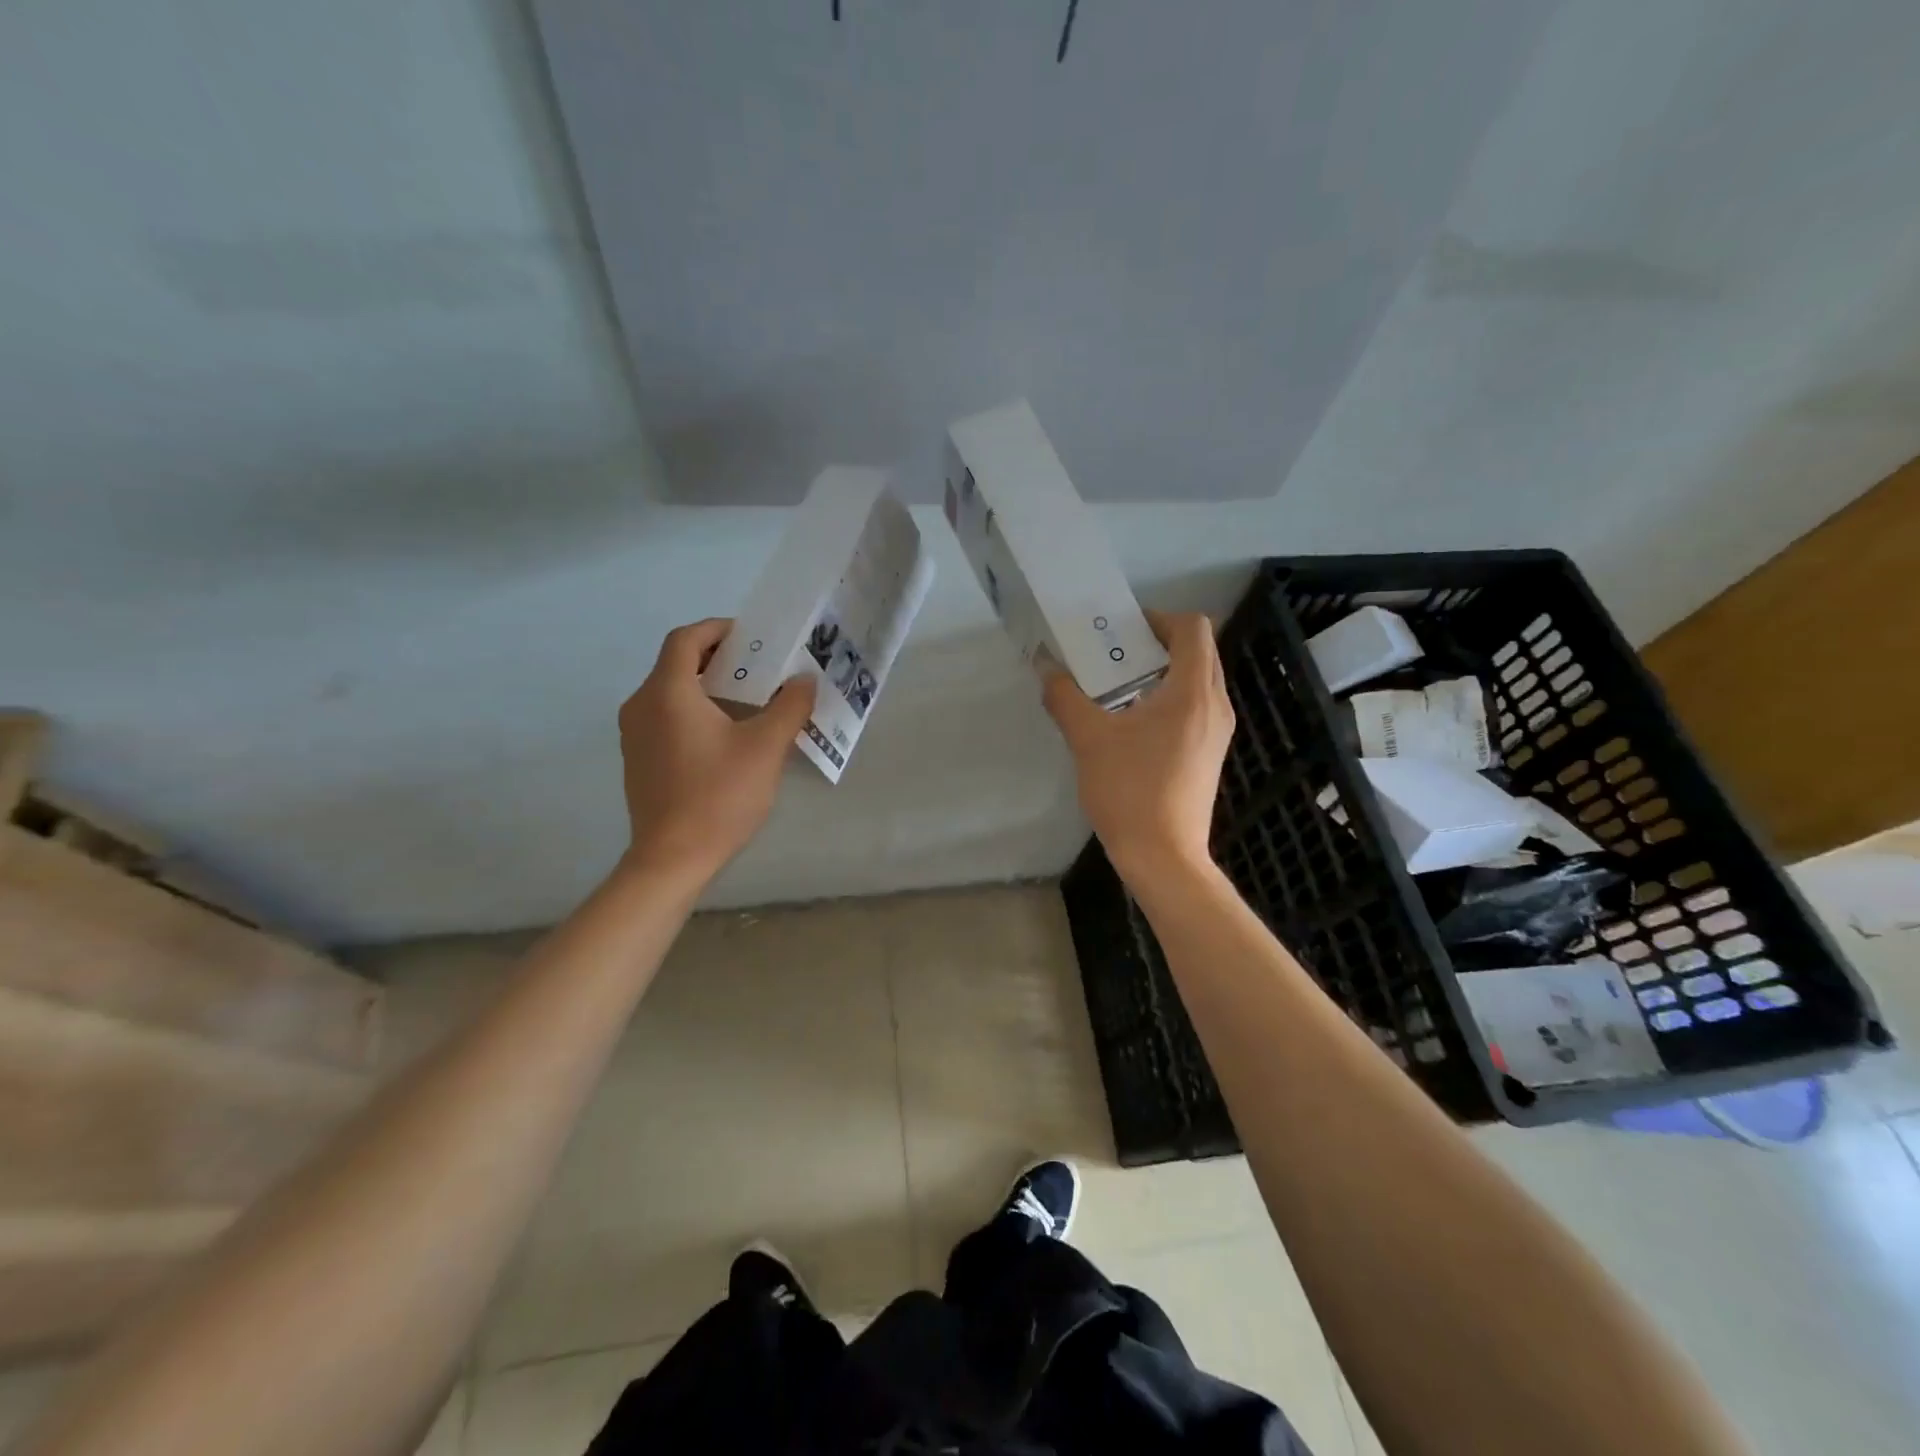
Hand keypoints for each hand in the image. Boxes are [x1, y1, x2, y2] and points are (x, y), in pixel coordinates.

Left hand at [617, 618, 816, 881]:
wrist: (672, 858)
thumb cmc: (718, 795)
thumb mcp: (765, 748)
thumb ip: (789, 706)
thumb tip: (804, 680)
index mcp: (667, 692)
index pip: (686, 638)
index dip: (719, 629)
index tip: (752, 638)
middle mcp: (642, 705)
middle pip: (677, 663)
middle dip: (719, 658)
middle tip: (759, 667)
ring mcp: (635, 734)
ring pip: (670, 692)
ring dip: (707, 686)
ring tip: (748, 698)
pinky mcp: (638, 759)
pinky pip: (665, 717)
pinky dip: (693, 710)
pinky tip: (725, 734)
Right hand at [1042, 611, 1234, 883]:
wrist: (1163, 857)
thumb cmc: (1130, 791)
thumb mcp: (1088, 739)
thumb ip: (1065, 697)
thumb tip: (1045, 667)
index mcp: (1192, 692)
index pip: (1192, 628)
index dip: (1159, 618)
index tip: (1122, 632)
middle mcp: (1215, 705)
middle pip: (1197, 652)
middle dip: (1156, 644)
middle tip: (1114, 655)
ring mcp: (1218, 732)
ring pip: (1197, 681)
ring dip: (1161, 673)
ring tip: (1118, 687)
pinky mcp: (1210, 754)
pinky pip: (1195, 708)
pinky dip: (1168, 700)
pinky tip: (1132, 724)